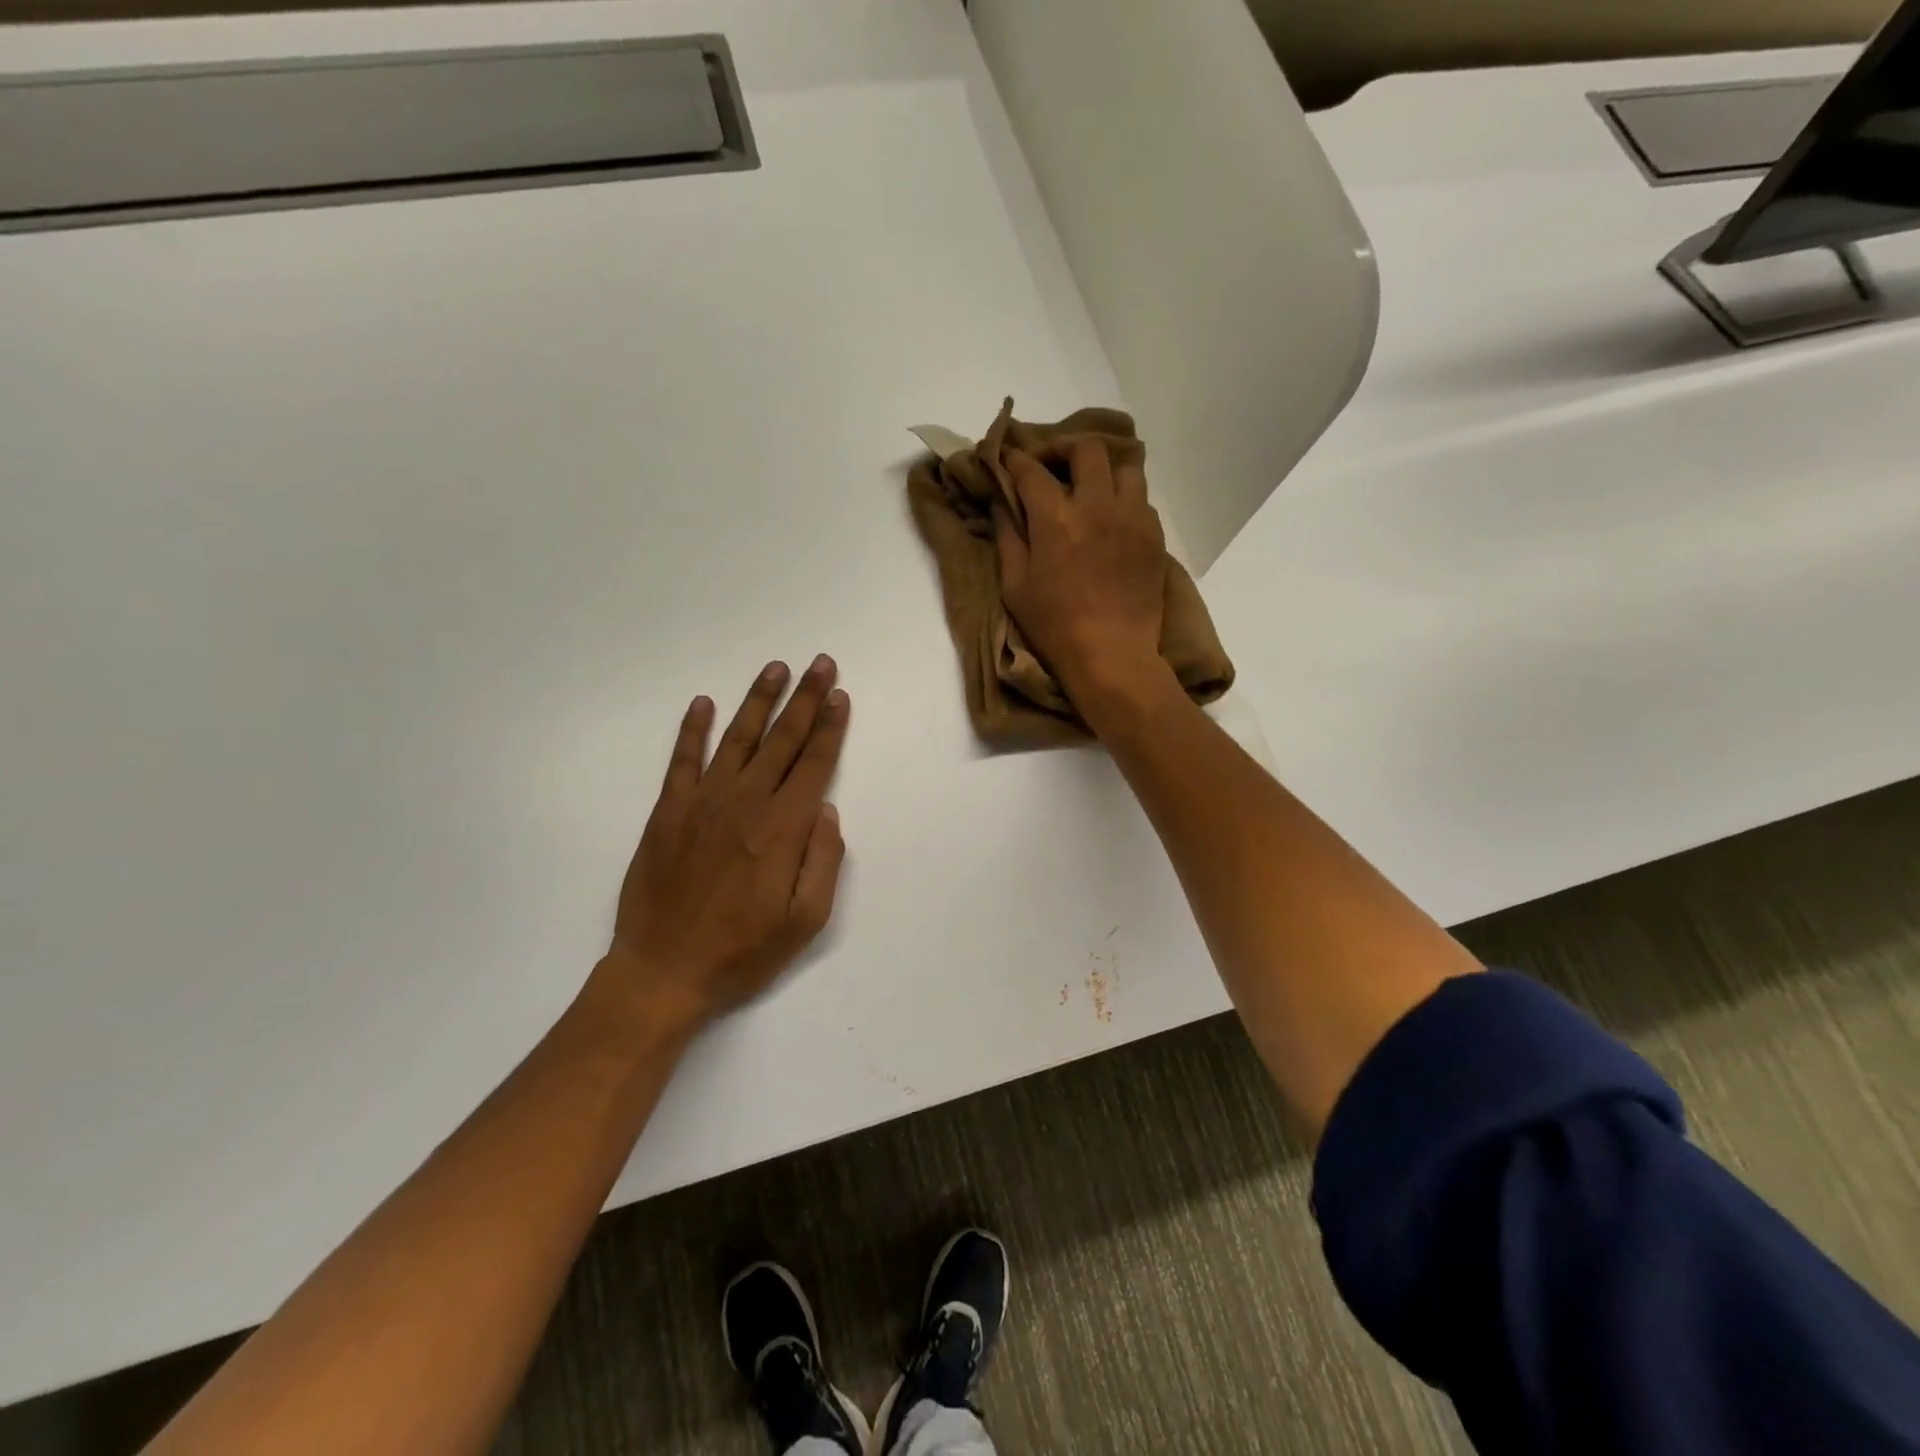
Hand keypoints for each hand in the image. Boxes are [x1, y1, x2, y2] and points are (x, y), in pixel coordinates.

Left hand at [601, 656, 849, 1032]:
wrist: (663, 972)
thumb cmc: (742, 951)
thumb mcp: (805, 921)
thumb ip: (823, 860)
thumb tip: (826, 809)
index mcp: (782, 828)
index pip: (814, 764)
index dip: (830, 727)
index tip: (840, 696)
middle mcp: (745, 803)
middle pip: (782, 740)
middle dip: (805, 699)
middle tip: (820, 664)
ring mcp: (702, 803)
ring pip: (737, 739)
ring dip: (758, 701)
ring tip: (776, 669)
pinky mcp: (668, 811)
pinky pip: (682, 760)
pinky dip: (692, 730)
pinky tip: (703, 704)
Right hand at [995, 438, 1169, 709]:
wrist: (1112, 655)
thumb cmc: (1055, 627)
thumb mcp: (1015, 586)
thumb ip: (1008, 538)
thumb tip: (1002, 504)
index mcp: (1057, 519)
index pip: (1032, 470)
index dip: (1015, 460)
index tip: (1007, 459)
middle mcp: (1098, 507)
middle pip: (1086, 449)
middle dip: (1062, 448)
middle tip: (1050, 465)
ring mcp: (1132, 518)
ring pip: (1124, 467)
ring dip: (1102, 469)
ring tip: (1089, 487)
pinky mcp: (1154, 536)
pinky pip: (1141, 498)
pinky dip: (1123, 498)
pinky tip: (1111, 518)